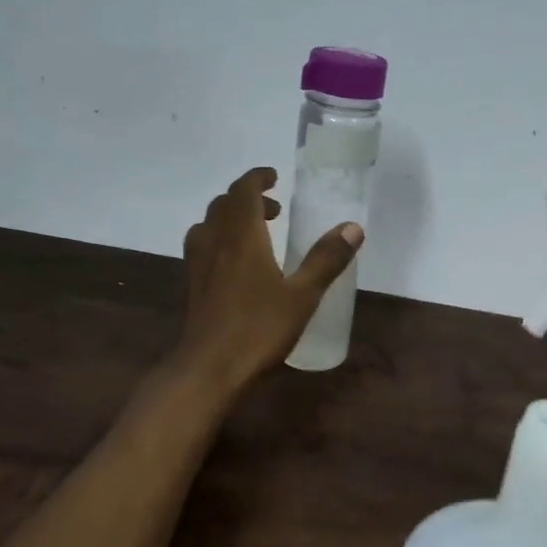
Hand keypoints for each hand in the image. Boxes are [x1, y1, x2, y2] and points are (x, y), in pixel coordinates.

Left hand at [177, 168, 362, 387]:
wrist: (208, 369)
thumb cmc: (258, 329)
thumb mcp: (303, 295)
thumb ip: (326, 259)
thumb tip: (353, 227)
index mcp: (242, 237)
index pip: (243, 192)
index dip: (257, 178)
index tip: (274, 176)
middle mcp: (216, 243)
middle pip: (223, 205)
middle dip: (248, 198)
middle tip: (274, 209)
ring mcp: (199, 266)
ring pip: (209, 225)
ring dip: (230, 218)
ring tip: (255, 233)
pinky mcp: (193, 287)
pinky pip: (203, 247)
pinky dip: (219, 240)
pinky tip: (236, 265)